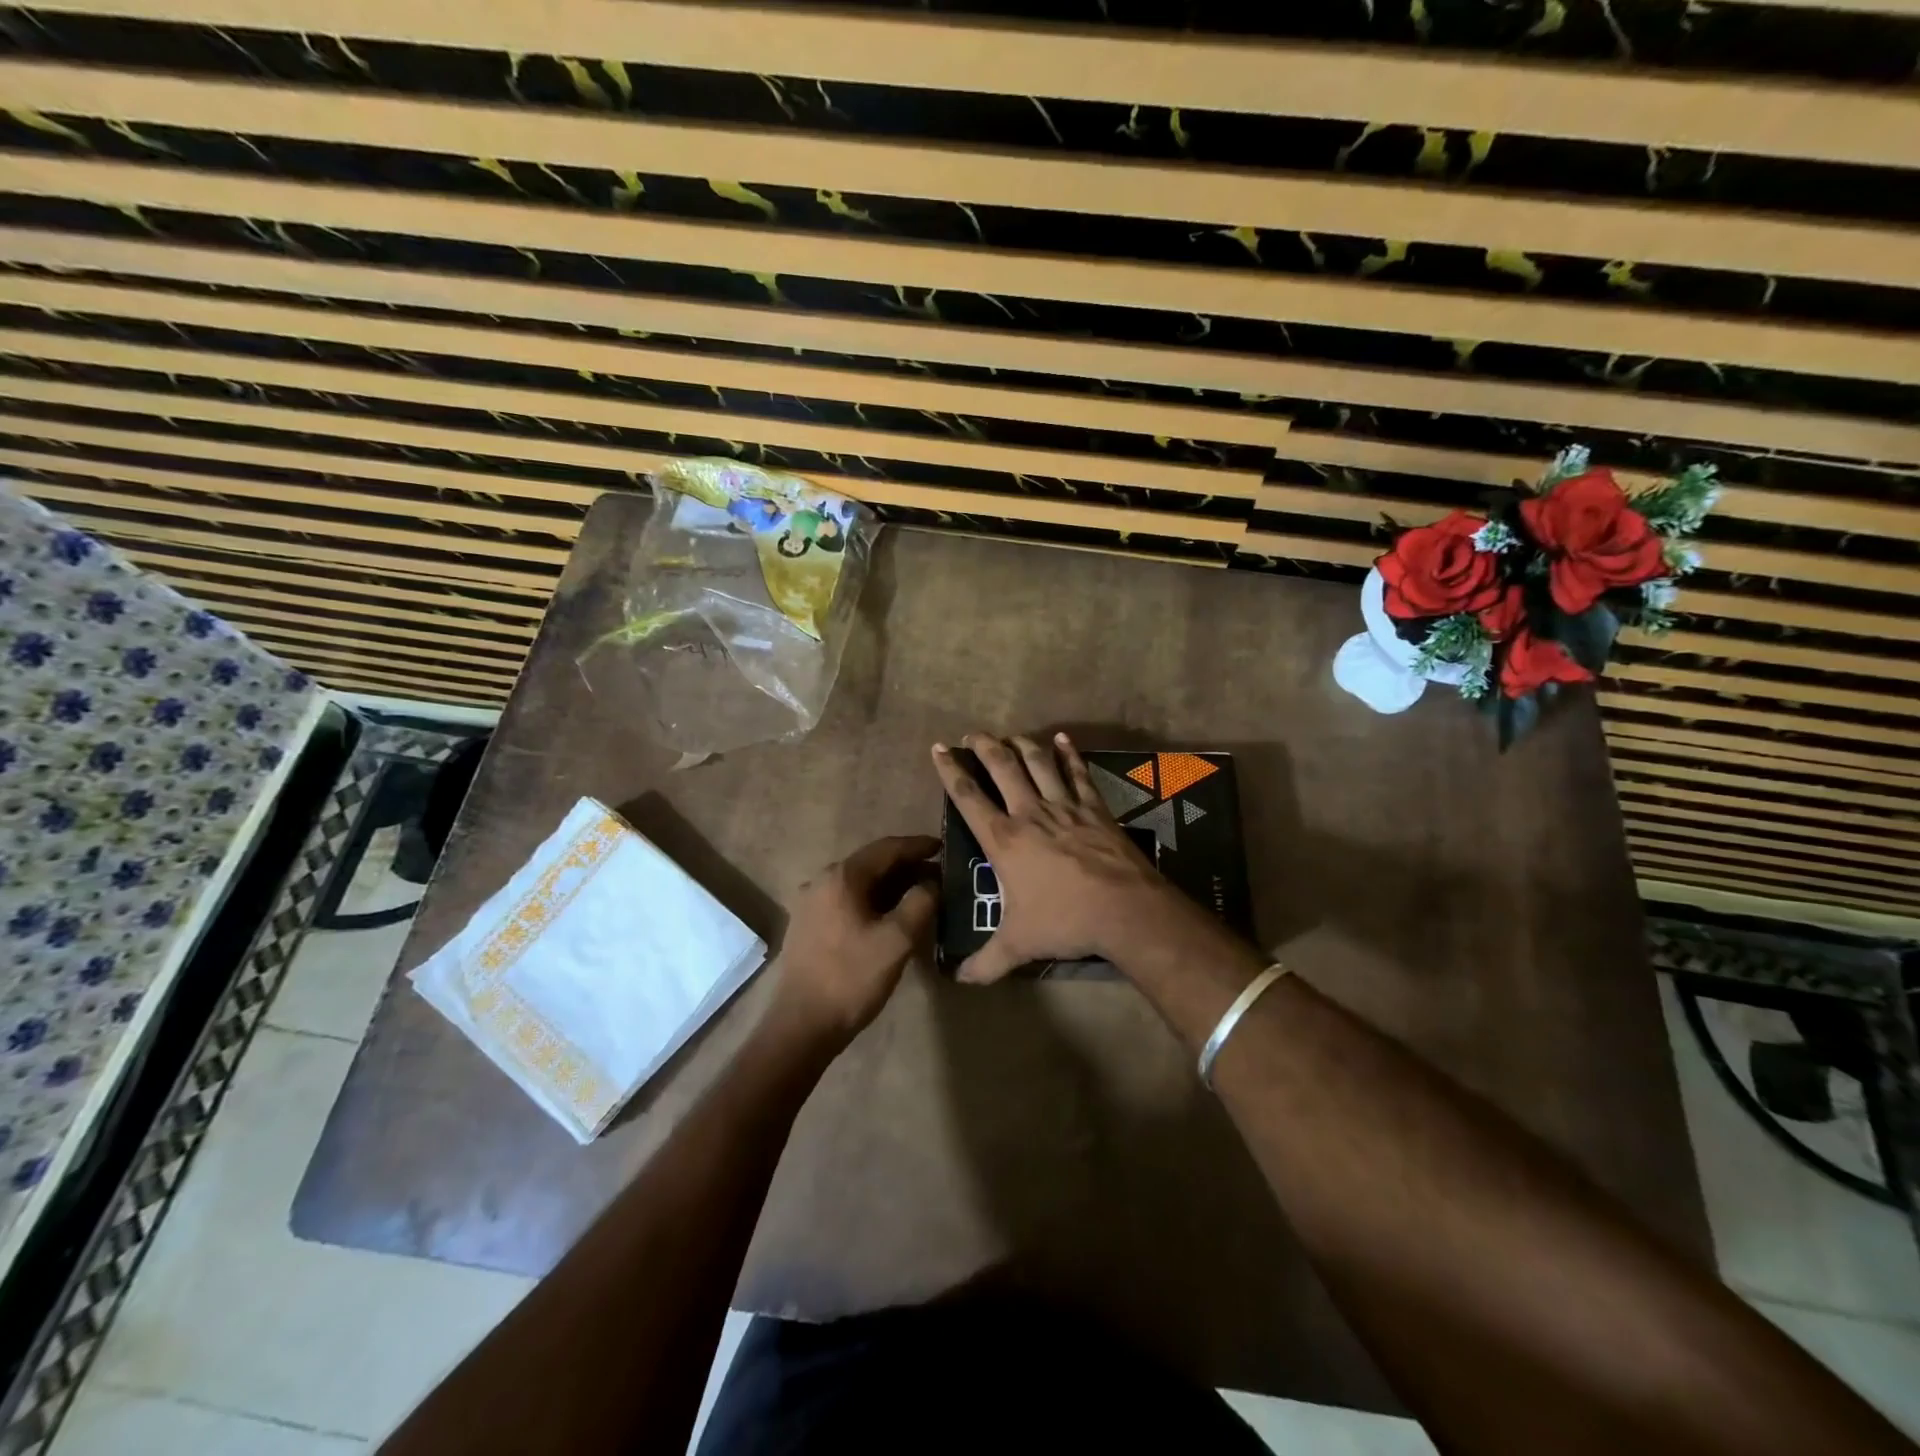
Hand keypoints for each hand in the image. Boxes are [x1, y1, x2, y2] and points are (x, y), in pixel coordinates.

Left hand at [770, 835, 939, 1047]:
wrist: (802, 1025)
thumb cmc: (852, 978)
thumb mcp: (897, 940)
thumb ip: (920, 902)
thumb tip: (932, 883)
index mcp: (842, 877)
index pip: (887, 848)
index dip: (918, 846)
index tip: (944, 847)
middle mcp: (822, 881)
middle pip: (872, 864)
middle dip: (907, 867)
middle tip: (939, 875)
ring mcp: (811, 903)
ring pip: (860, 884)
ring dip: (891, 886)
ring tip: (921, 895)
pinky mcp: (808, 925)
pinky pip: (847, 901)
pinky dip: (873, 901)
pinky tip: (890, 916)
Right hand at [932, 732, 1183, 983]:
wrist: (1124, 909)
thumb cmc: (1064, 922)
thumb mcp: (1019, 945)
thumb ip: (986, 961)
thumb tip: (959, 980)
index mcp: (1004, 840)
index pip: (968, 798)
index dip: (950, 770)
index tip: (938, 748)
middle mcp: (1030, 813)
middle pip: (1002, 767)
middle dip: (983, 746)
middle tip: (971, 734)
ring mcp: (1065, 806)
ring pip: (1038, 763)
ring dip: (1021, 744)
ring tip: (1010, 735)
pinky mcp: (1095, 808)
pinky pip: (1078, 773)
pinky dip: (1069, 754)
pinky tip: (1063, 739)